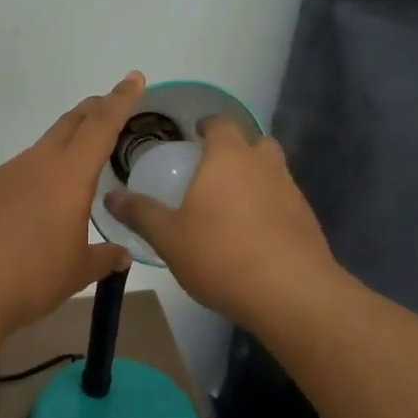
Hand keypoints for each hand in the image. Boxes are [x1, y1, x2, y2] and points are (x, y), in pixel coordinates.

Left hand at [0, 74, 144, 335]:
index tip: (133, 79)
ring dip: (64, 145)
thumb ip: (103, 258)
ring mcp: (5, 175)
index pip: (101, 125)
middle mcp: (36, 163)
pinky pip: (18, 173)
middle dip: (93, 110)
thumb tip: (122, 256)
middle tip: (109, 106)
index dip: (120, 100)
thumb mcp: (77, 271)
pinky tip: (35, 205)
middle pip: (70, 124)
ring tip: (77, 166)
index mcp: (69, 175)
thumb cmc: (32, 276)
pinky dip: (37, 176)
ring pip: (42, 148)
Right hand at [103, 117, 334, 328]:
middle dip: (236, 150)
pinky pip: (283, 201)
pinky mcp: (307, 220)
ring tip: (230, 206)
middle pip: (254, 143)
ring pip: (272, 172)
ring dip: (255, 179)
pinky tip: (253, 235)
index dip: (207, 126)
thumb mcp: (169, 237)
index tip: (194, 137)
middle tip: (211, 171)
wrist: (291, 293)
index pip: (221, 124)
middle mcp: (264, 165)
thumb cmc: (221, 254)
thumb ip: (140, 213)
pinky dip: (269, 208)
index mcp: (229, 157)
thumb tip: (110, 197)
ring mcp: (291, 191)